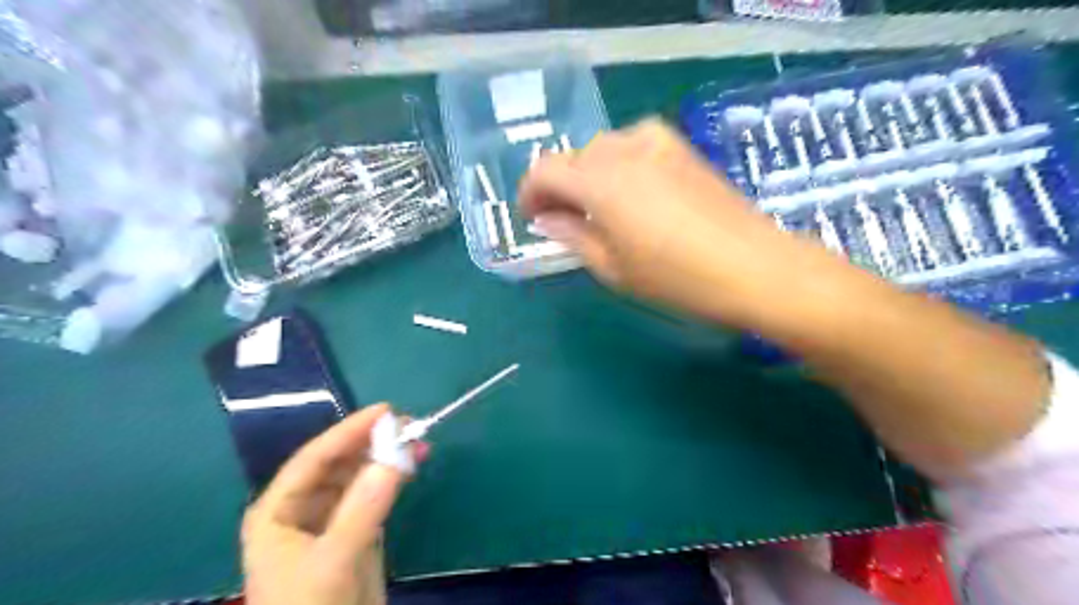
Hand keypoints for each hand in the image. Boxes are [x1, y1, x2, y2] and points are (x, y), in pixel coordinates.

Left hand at [244, 404, 416, 603]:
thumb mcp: (333, 561)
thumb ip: (364, 508)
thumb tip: (398, 455)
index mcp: (278, 511)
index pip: (314, 458)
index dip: (348, 431)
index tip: (386, 410)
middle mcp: (302, 509)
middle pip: (339, 463)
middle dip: (371, 442)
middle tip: (408, 424)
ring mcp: (332, 520)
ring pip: (360, 476)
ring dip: (387, 457)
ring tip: (418, 441)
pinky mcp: (357, 532)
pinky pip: (376, 494)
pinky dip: (395, 477)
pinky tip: (413, 465)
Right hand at [517, 122, 823, 326]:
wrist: (754, 266)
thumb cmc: (676, 278)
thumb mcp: (612, 267)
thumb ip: (572, 236)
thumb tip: (547, 219)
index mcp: (599, 180)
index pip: (544, 171)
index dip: (530, 193)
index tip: (532, 219)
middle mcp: (623, 149)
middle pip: (573, 158)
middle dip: (560, 187)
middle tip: (566, 221)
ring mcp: (657, 142)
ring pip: (603, 149)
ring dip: (589, 175)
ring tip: (599, 210)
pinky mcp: (682, 147)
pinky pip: (633, 145)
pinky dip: (619, 166)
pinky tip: (634, 195)